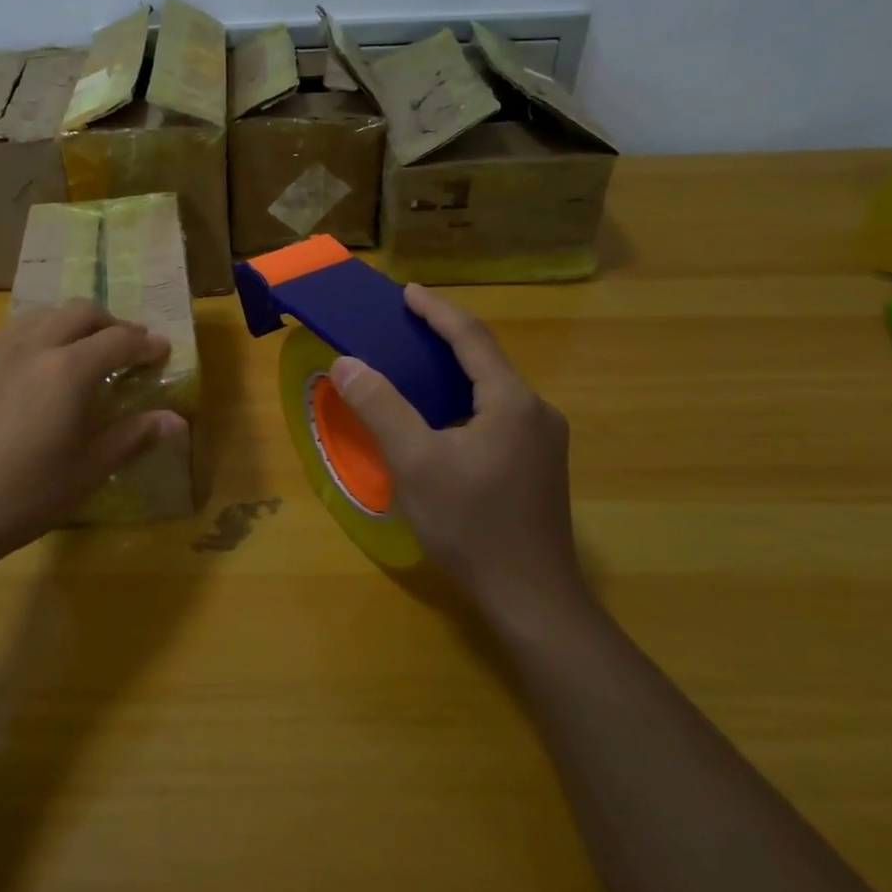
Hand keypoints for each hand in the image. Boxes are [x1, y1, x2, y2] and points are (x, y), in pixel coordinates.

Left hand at [0, 301, 184, 577]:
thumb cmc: (25, 496)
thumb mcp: (88, 470)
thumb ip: (134, 436)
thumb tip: (178, 421)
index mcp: (67, 369)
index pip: (118, 340)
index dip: (145, 344)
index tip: (162, 351)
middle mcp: (31, 345)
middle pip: (80, 312)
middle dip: (111, 324)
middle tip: (126, 348)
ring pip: (43, 315)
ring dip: (72, 324)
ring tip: (82, 352)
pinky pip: (11, 332)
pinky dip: (37, 336)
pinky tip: (34, 369)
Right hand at [330, 285, 583, 615]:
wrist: (532, 599)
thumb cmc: (471, 525)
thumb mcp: (415, 463)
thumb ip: (381, 407)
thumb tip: (346, 362)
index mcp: (512, 402)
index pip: (471, 338)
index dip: (437, 311)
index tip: (407, 292)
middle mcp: (537, 412)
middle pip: (487, 359)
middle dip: (446, 336)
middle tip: (406, 325)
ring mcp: (544, 441)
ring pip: (494, 389)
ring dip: (456, 370)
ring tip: (417, 364)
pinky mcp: (541, 466)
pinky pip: (499, 414)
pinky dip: (466, 399)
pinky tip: (443, 417)